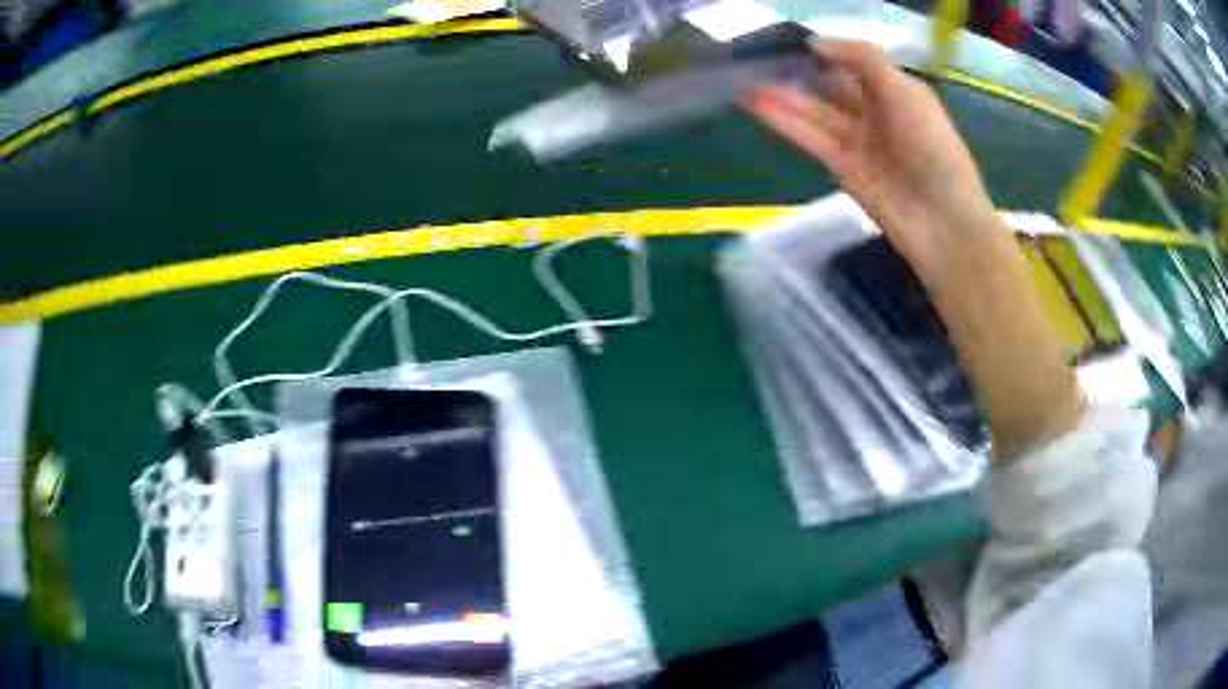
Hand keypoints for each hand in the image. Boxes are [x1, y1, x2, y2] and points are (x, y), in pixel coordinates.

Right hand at [746, 41, 1082, 458]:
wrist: (943, 222)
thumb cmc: (933, 149)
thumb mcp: (905, 92)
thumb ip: (862, 60)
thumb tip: (816, 44)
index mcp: (898, 93)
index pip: (855, 66)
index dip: (826, 54)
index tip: (792, 43)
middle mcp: (877, 114)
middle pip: (831, 89)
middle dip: (798, 75)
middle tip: (757, 60)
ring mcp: (859, 143)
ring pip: (815, 113)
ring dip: (783, 98)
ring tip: (744, 81)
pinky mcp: (843, 169)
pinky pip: (811, 138)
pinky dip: (785, 122)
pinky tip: (758, 105)